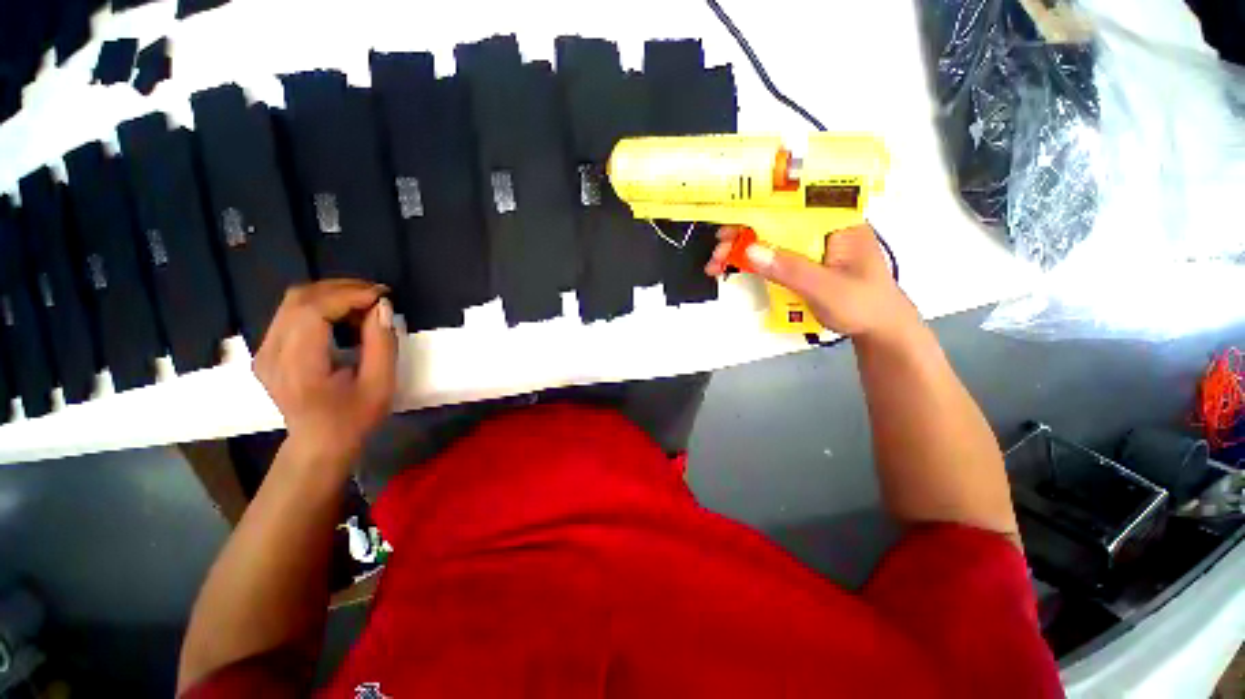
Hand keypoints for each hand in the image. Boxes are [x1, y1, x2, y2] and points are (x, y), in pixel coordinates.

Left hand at [253, 280, 396, 469]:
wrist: (319, 444)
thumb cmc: (354, 419)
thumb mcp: (380, 385)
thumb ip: (382, 344)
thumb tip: (382, 307)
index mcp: (297, 365)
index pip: (312, 310)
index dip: (349, 295)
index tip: (382, 296)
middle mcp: (271, 352)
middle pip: (299, 298)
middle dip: (341, 288)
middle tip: (377, 295)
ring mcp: (264, 350)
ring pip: (294, 301)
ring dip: (332, 295)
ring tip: (365, 304)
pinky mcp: (268, 350)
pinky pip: (292, 313)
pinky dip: (322, 305)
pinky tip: (345, 316)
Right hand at [705, 224, 917, 339]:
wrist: (878, 329)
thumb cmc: (863, 304)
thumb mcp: (826, 287)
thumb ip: (789, 269)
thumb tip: (750, 251)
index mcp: (836, 220)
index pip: (793, 203)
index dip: (759, 207)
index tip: (731, 218)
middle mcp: (821, 227)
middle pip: (775, 220)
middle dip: (742, 233)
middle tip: (718, 250)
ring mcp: (810, 245)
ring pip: (770, 238)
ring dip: (741, 249)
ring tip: (717, 264)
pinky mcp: (802, 261)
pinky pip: (772, 255)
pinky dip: (751, 262)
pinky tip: (732, 268)